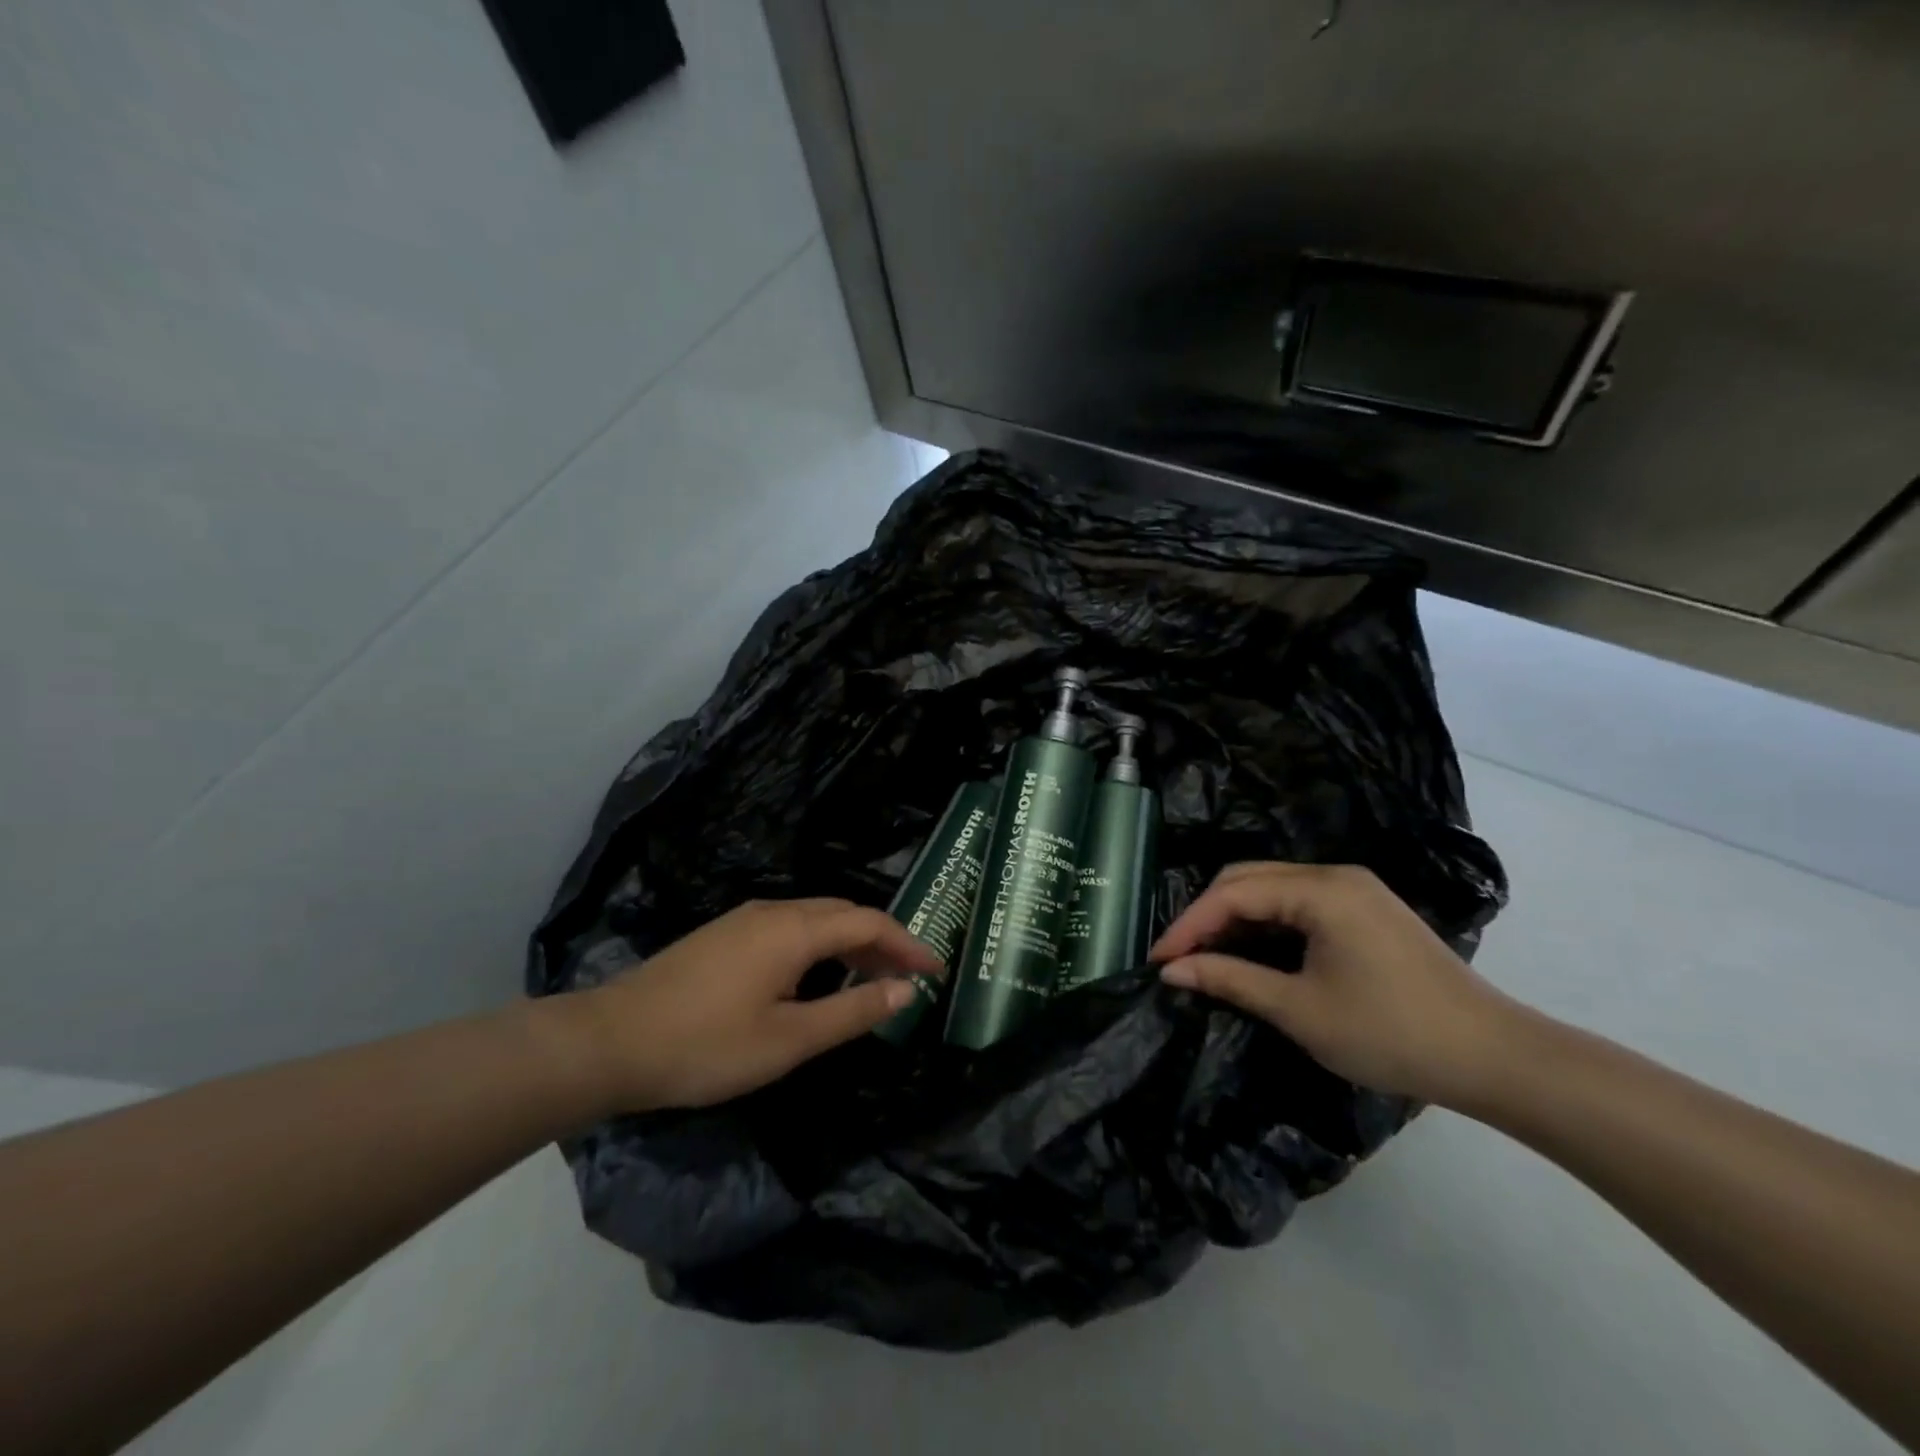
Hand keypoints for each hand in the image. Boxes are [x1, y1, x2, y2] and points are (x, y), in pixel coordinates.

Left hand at [560, 898, 941, 1111]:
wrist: (609, 1042)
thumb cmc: (705, 1045)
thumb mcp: (788, 1040)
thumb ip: (852, 1013)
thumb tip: (904, 991)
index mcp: (794, 929)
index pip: (869, 922)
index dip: (908, 944)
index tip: (936, 971)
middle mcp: (774, 911)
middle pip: (844, 913)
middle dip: (883, 941)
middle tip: (909, 978)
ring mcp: (745, 920)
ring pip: (816, 919)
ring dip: (852, 944)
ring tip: (873, 980)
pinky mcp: (725, 936)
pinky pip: (791, 929)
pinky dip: (822, 947)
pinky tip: (820, 978)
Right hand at [1152, 862, 1516, 1106]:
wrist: (1494, 1057)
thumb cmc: (1390, 1033)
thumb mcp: (1299, 1010)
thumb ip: (1230, 980)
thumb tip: (1172, 970)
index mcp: (1320, 890)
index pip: (1233, 893)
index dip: (1189, 925)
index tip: (1157, 960)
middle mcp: (1335, 875)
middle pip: (1248, 879)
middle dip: (1206, 916)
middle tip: (1177, 958)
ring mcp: (1354, 890)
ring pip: (1272, 889)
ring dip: (1234, 919)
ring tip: (1204, 957)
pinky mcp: (1366, 910)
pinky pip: (1298, 903)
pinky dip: (1265, 924)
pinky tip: (1250, 951)